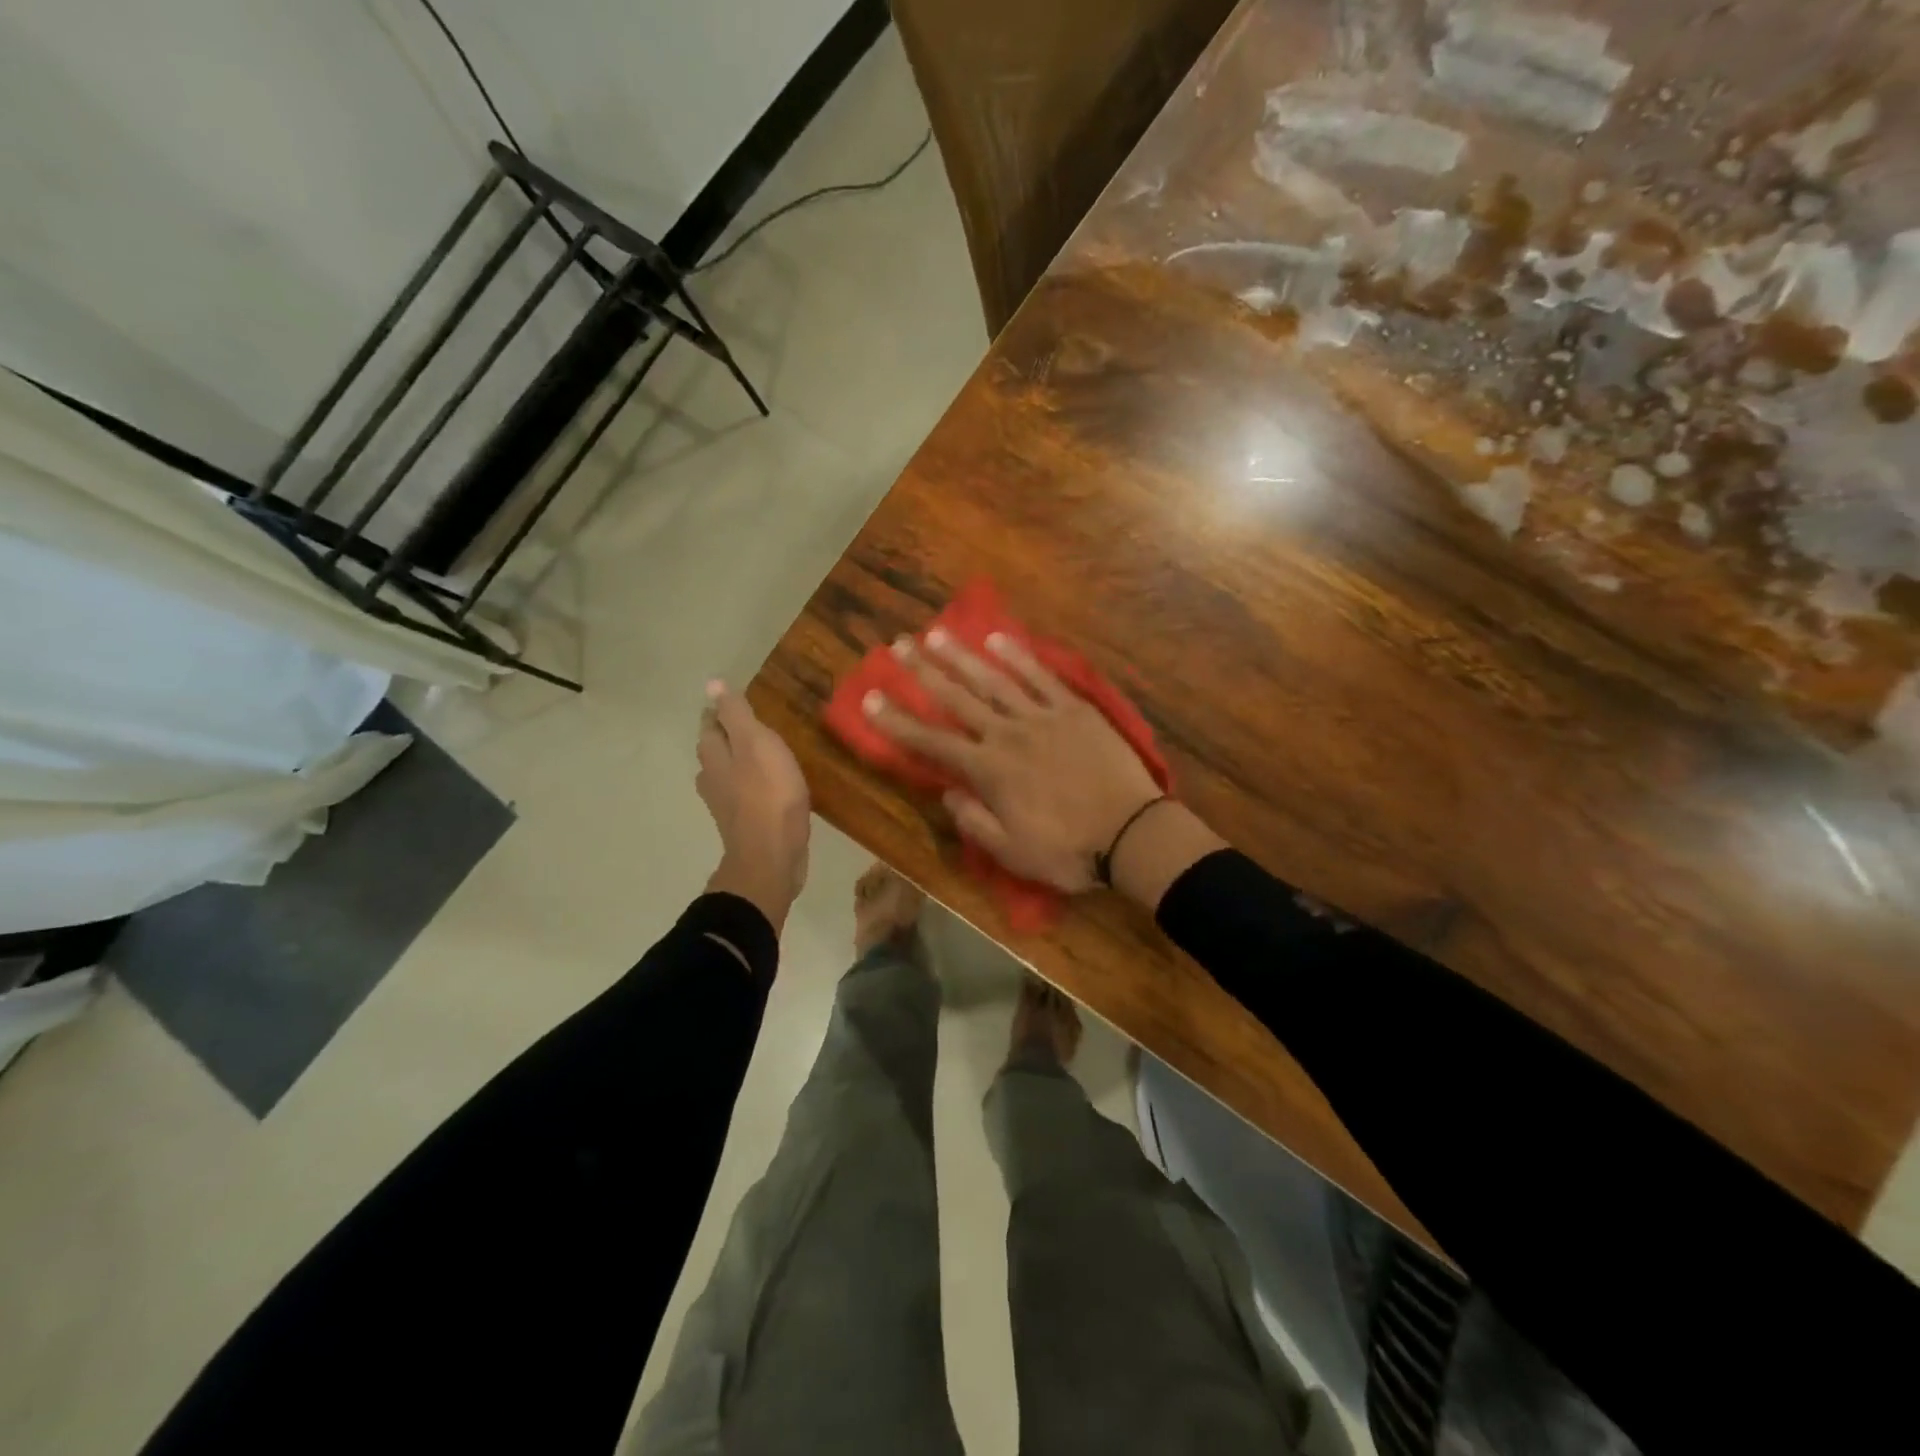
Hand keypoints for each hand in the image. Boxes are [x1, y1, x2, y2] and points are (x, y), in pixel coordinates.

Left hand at [698, 681, 810, 929]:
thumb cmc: (768, 794)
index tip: (737, 703)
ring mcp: (726, 805)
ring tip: (761, 755)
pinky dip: (752, 787)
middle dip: (727, 737)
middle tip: (750, 726)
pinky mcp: (744, 825)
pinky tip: (770, 789)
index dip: (722, 711)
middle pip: (715, 751)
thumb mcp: (756, 744)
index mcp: (714, 756)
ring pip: (727, 775)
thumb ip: (736, 715)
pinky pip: (745, 797)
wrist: (772, 855)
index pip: (711, 724)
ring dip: (738, 763)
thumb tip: (712, 684)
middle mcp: (712, 778)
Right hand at [862, 629, 1163, 891]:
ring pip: (994, 679)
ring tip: (936, 634)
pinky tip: (998, 639)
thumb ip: (974, 821)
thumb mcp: (1012, 852)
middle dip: (923, 672)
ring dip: (962, 656)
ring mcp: (1043, 717)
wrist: (1132, 834)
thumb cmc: (1069, 850)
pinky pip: (1041, 676)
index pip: (932, 742)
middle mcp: (1008, 735)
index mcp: (989, 771)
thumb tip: (948, 793)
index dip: (897, 721)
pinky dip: (1018, 656)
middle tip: (898, 646)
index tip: (870, 698)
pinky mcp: (1074, 709)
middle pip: (958, 698)